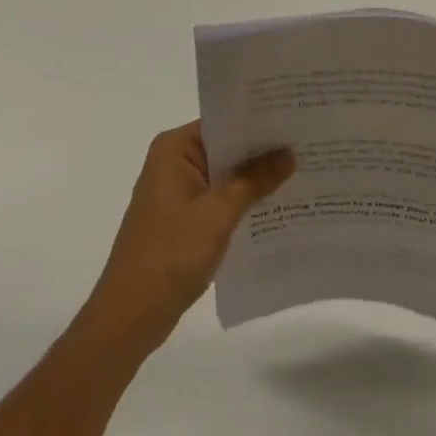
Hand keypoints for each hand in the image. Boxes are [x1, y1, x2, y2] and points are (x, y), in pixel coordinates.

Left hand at [83, 122, 294, 354]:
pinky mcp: (182, 220)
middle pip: (225, 148)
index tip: (293, 119)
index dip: (257, 122)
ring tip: (299, 171)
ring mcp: (176, 193)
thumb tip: (290, 153)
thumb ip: (255, 180)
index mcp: (174, 148)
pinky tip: (275, 206)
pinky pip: (218, 199)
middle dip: (261, 151)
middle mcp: (173, 162)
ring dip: (253, 179)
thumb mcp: (219, 213)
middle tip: (305, 144)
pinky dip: (241, 202)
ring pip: (224, 176)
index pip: (223, 123)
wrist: (130, 316)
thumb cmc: (171, 253)